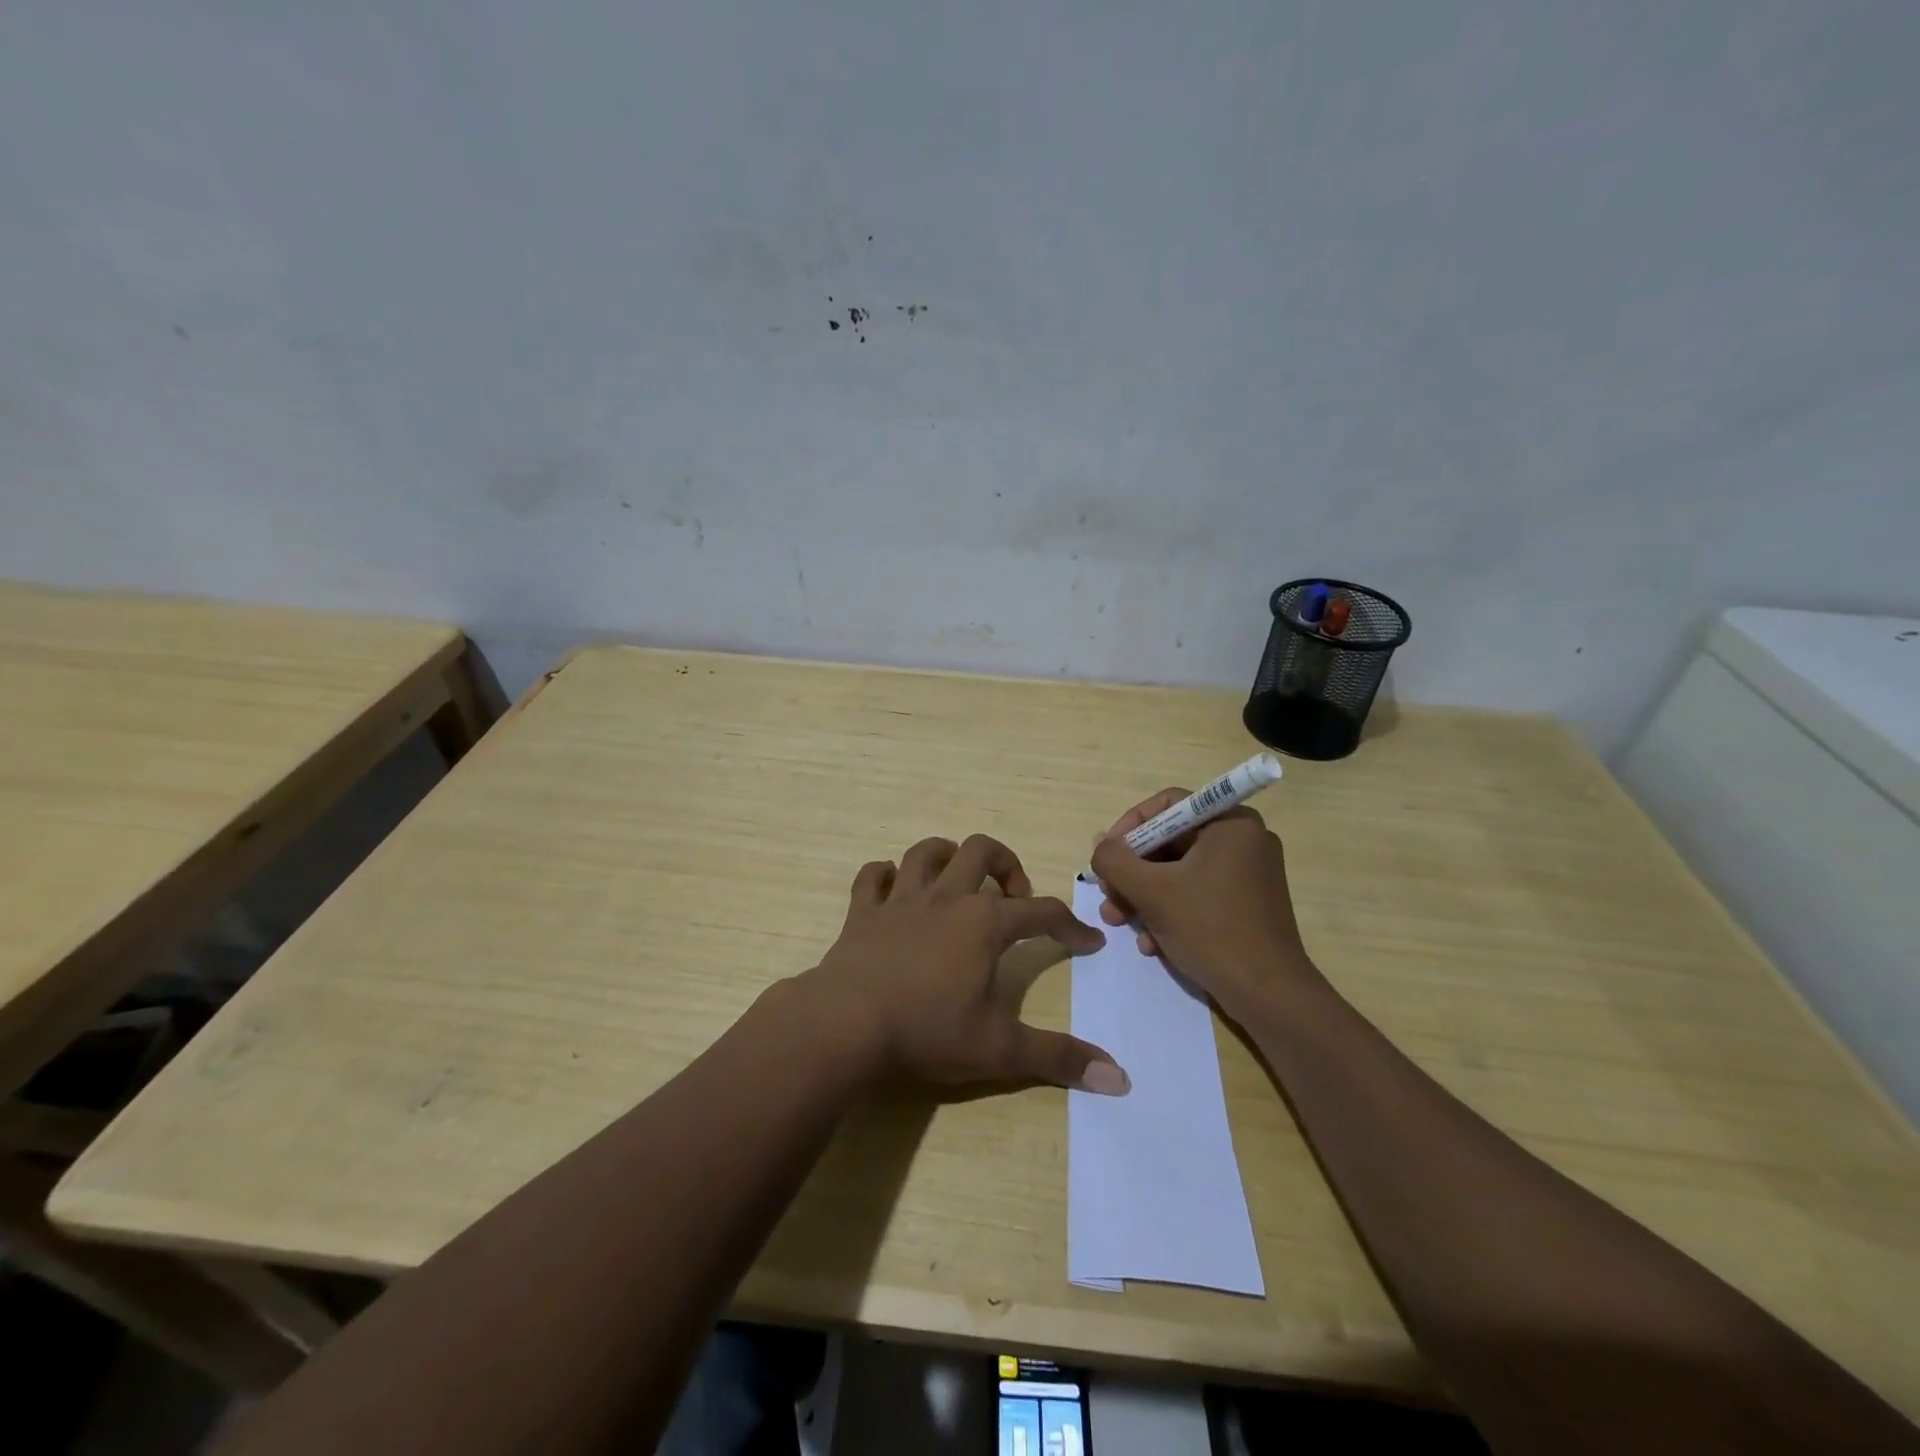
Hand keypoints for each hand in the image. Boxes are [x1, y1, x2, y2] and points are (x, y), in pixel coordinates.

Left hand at [803, 834, 1129, 1094]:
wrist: (845, 1024)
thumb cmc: (926, 1031)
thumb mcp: (999, 1050)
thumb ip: (1058, 1058)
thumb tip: (1119, 1079)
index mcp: (983, 923)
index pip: (1041, 913)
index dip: (1070, 925)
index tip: (1089, 941)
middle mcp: (945, 898)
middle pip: (981, 851)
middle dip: (1005, 864)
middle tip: (1013, 895)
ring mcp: (900, 899)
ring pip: (926, 852)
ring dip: (947, 856)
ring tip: (958, 879)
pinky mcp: (863, 911)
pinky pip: (872, 876)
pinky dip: (884, 876)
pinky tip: (893, 889)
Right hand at [1089, 789, 1316, 1017]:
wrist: (1268, 994)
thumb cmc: (1211, 929)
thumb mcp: (1152, 891)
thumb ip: (1116, 861)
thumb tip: (1100, 844)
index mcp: (1230, 823)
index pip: (1168, 805)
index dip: (1129, 826)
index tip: (1107, 856)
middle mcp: (1243, 841)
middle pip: (1170, 842)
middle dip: (1132, 872)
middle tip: (1109, 896)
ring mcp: (1247, 874)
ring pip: (1179, 872)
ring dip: (1144, 896)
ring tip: (1119, 922)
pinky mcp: (1246, 905)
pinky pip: (1197, 894)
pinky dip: (1170, 912)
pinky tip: (1151, 943)